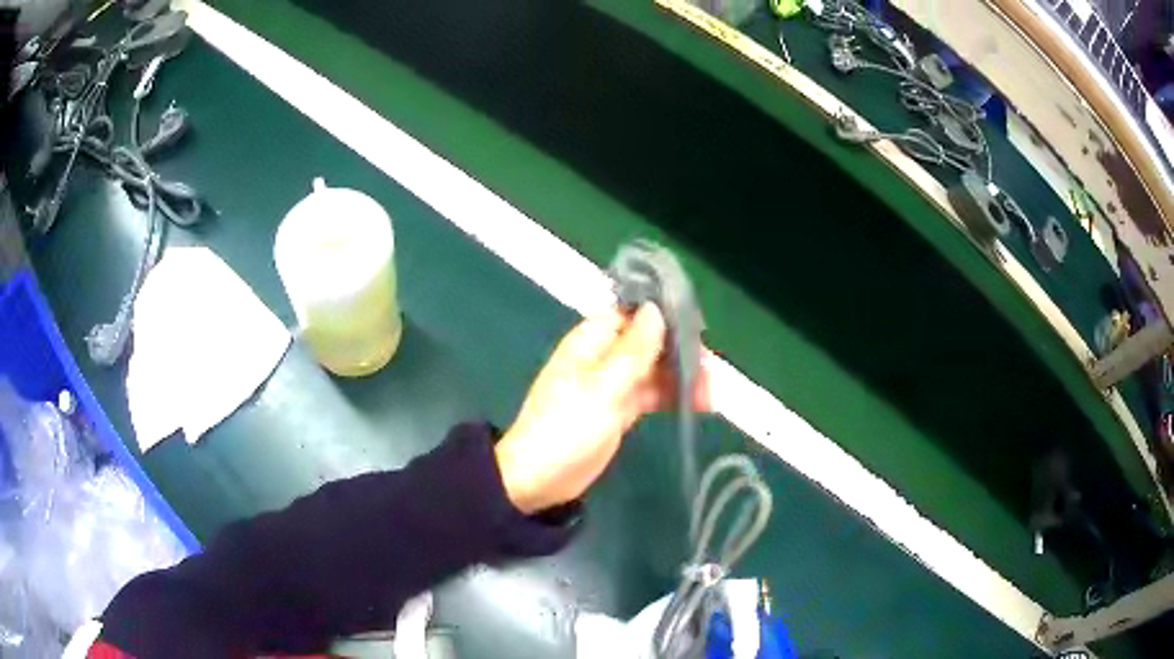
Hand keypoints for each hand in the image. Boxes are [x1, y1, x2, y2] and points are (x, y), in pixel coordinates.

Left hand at [495, 303, 709, 513]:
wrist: (539, 478)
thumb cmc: (567, 427)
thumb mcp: (603, 387)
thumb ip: (634, 350)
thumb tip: (656, 309)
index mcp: (592, 340)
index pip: (634, 314)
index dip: (665, 315)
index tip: (699, 327)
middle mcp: (604, 356)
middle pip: (649, 342)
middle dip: (680, 351)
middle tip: (712, 369)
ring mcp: (612, 385)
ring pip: (654, 370)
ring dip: (681, 377)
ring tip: (711, 393)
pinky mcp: (619, 411)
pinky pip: (650, 395)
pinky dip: (671, 397)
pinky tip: (698, 405)